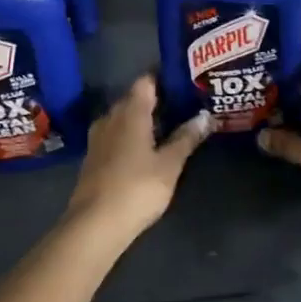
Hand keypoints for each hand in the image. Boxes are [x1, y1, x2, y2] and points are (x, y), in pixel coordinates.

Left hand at [64, 76, 210, 241]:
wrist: (95, 225)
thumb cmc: (137, 188)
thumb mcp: (169, 164)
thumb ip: (186, 138)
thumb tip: (205, 116)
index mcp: (130, 112)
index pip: (146, 81)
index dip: (164, 77)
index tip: (185, 79)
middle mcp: (111, 118)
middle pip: (135, 98)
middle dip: (158, 99)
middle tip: (185, 103)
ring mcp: (99, 138)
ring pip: (124, 117)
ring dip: (144, 118)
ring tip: (170, 124)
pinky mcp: (94, 157)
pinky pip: (117, 134)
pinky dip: (133, 134)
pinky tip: (148, 146)